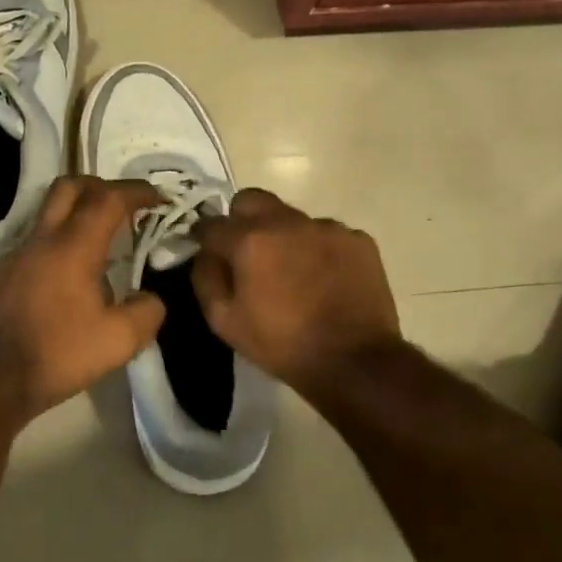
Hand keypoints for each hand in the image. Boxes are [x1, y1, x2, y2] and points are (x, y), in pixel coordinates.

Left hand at [0, 175, 166, 421]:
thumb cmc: (57, 354)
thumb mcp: (118, 341)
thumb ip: (146, 313)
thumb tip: (150, 299)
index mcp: (73, 247)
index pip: (108, 199)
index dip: (137, 192)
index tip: (158, 198)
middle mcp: (41, 241)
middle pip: (69, 187)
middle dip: (101, 186)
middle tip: (123, 206)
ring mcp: (15, 256)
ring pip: (48, 216)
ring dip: (77, 218)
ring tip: (100, 247)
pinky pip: (35, 246)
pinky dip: (58, 247)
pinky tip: (68, 282)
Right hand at [192, 189, 402, 393]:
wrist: (354, 362)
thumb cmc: (281, 344)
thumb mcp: (225, 322)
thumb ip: (206, 279)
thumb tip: (205, 254)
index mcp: (251, 240)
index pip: (213, 223)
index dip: (203, 235)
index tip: (204, 247)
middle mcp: (288, 222)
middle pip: (252, 200)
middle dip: (240, 219)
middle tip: (245, 250)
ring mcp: (328, 228)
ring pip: (292, 217)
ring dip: (283, 236)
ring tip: (291, 271)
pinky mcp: (358, 240)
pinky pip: (327, 234)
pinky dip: (318, 249)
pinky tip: (323, 278)